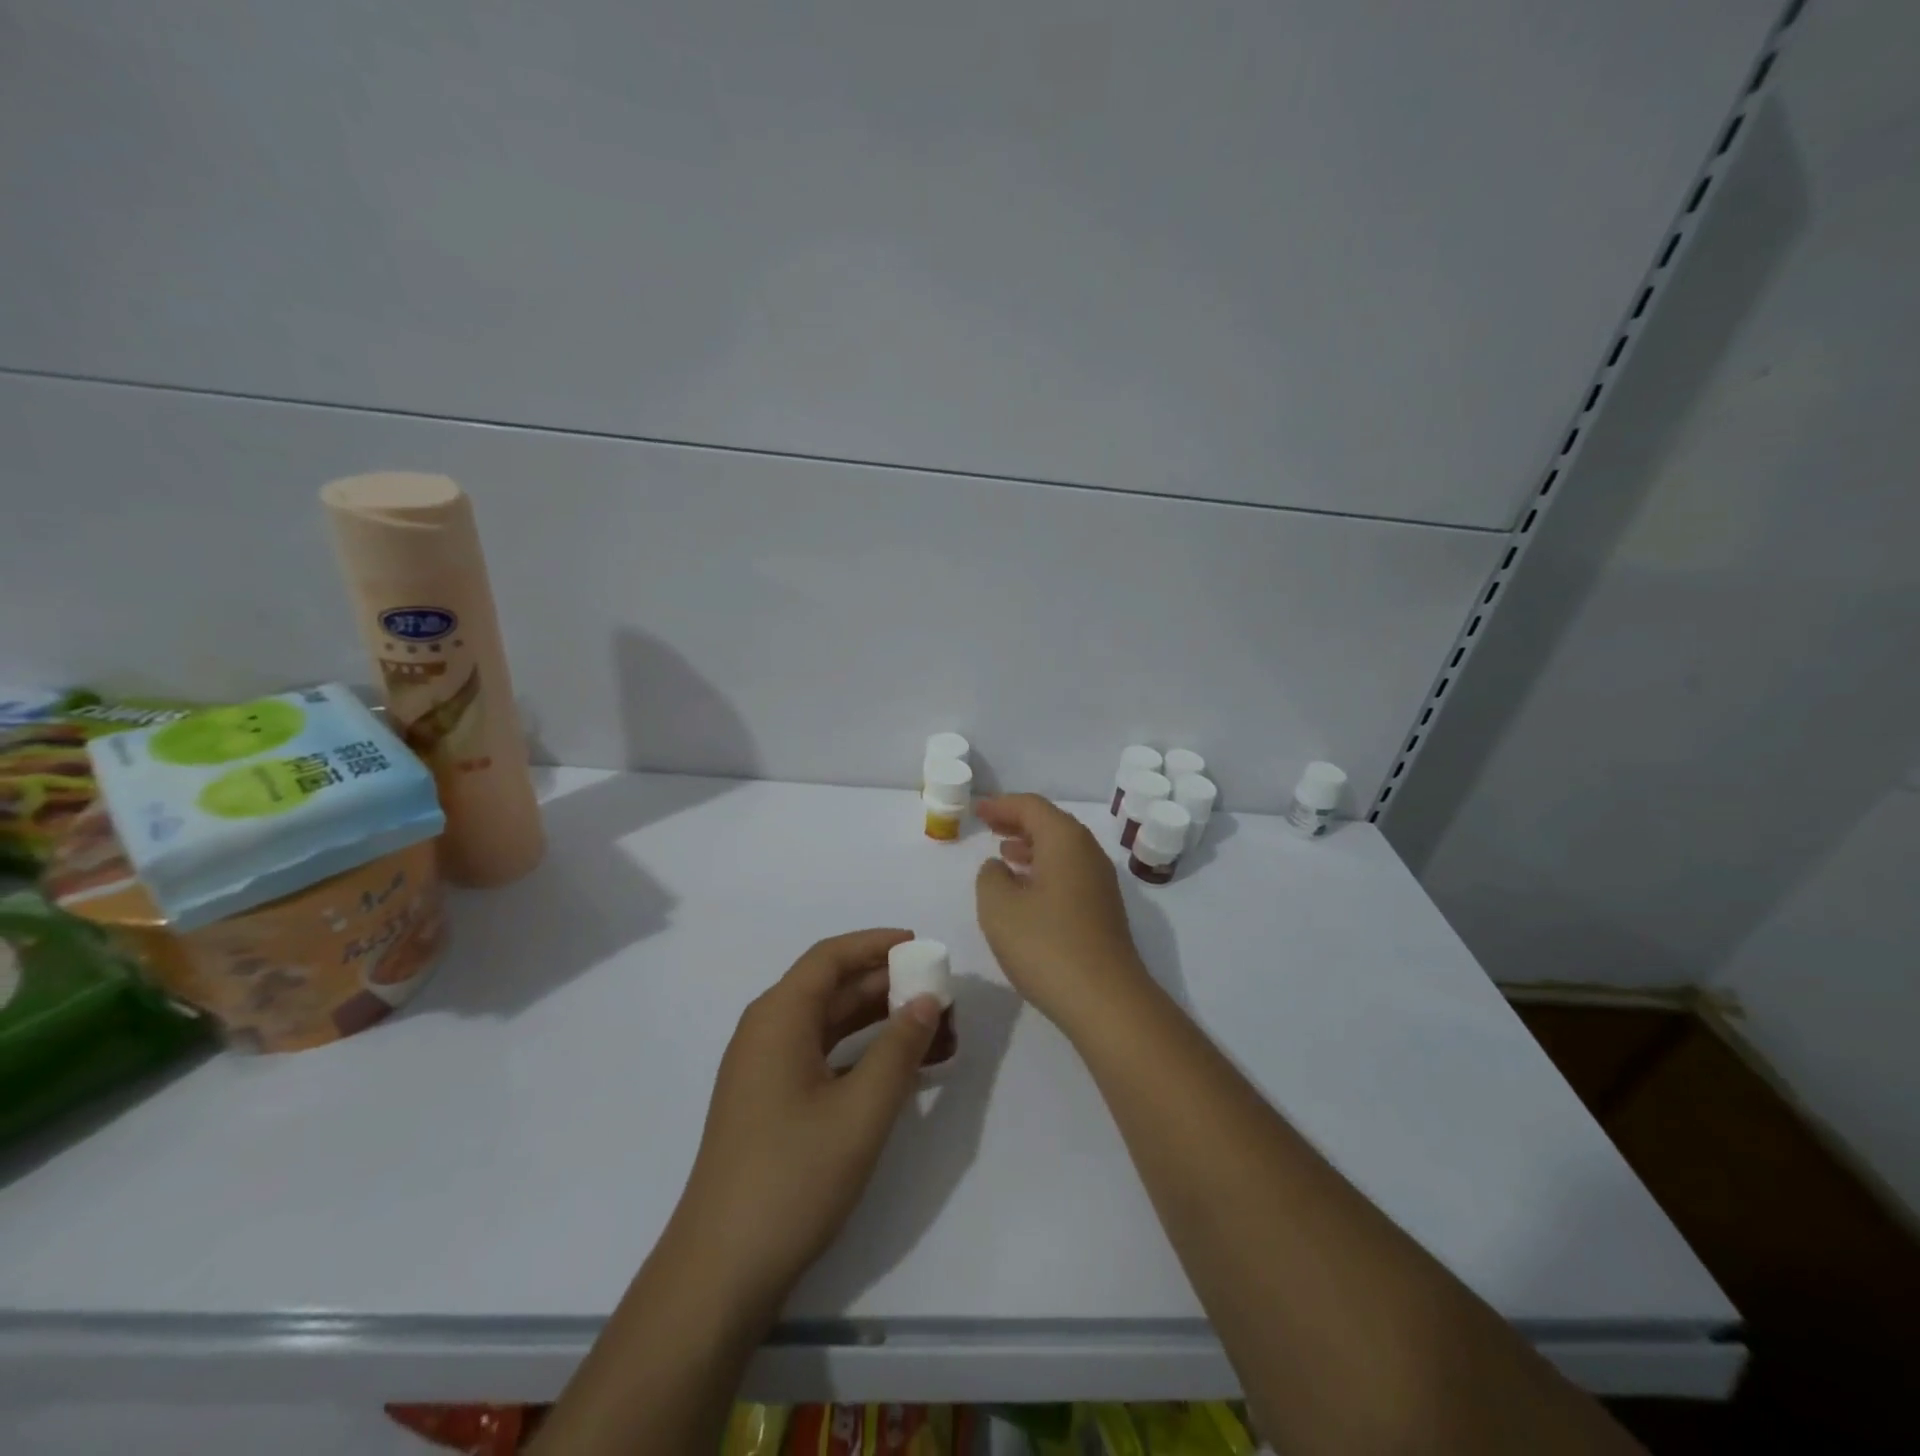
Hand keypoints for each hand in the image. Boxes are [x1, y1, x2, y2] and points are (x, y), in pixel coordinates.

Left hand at [670, 928, 941, 1311]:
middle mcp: (767, 1032)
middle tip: (940, 994)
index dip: (875, 944)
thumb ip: (899, 1048)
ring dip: (880, 1022)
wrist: (721, 1271)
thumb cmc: (793, 1177)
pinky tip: (901, 1069)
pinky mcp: (771, 1102)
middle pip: (832, 988)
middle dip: (888, 985)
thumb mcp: (861, 1110)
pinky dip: (862, 1053)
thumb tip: (928, 1000)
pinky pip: (823, 1056)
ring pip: (831, 1024)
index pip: (830, 958)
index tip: (920, 945)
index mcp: (778, 1018)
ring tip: (934, 1030)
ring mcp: (766, 1069)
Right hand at [975, 794, 1148, 1027]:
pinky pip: (1068, 873)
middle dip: (1018, 823)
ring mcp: (1100, 883)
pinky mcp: (1103, 910)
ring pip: (1061, 850)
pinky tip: (1026, 890)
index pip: (1031, 807)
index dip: (1001, 805)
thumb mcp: (999, 908)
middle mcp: (1088, 853)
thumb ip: (990, 877)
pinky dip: (1044, 870)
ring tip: (1003, 854)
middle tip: (989, 826)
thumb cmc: (1046, 945)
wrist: (1105, 1001)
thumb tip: (999, 867)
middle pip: (1051, 824)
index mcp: (1065, 841)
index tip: (976, 810)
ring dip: (1031, 847)